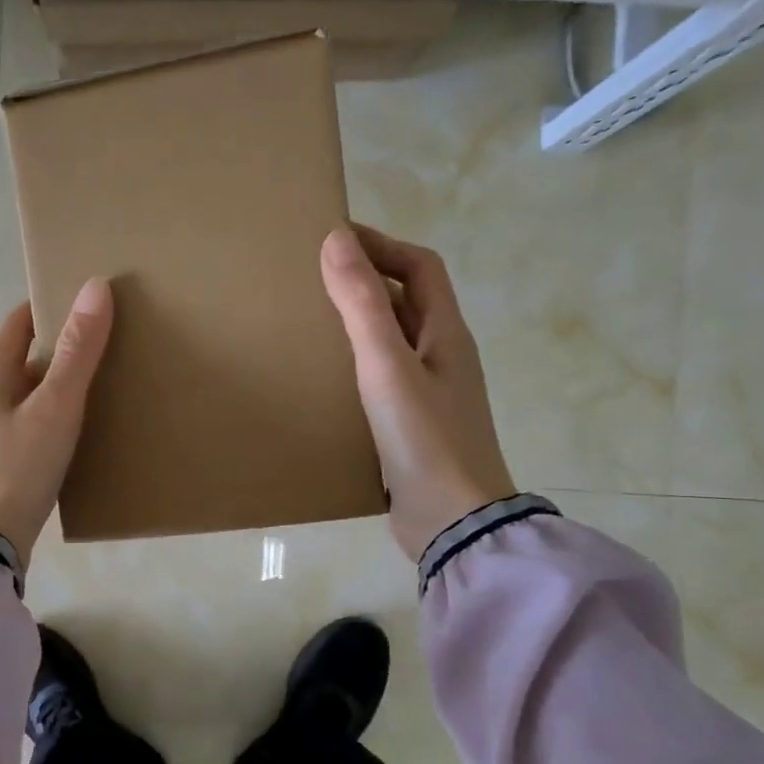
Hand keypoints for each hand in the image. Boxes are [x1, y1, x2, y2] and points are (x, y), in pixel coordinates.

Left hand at [0, 280, 114, 567]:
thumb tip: (96, 287)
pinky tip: (77, 434)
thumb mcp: (55, 408)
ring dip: (57, 388)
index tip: (81, 300)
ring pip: (27, 398)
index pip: (17, 325)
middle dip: (59, 350)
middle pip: (23, 362)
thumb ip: (78, 352)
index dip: (46, 307)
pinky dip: (52, 420)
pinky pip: (28, 428)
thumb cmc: (17, 468)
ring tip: (100, 388)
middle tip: (104, 345)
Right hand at [320, 225, 516, 560]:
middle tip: (313, 279)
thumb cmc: (424, 438)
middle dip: (367, 281)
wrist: (453, 523)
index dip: (382, 246)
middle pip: (408, 302)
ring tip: (310, 323)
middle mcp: (443, 358)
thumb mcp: (387, 365)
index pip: (421, 268)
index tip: (334, 239)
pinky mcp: (412, 428)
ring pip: (394, 342)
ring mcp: (430, 395)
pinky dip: (355, 367)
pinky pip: (383, 380)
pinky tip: (324, 381)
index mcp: (447, 334)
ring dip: (359, 324)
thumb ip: (362, 304)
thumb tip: (336, 239)